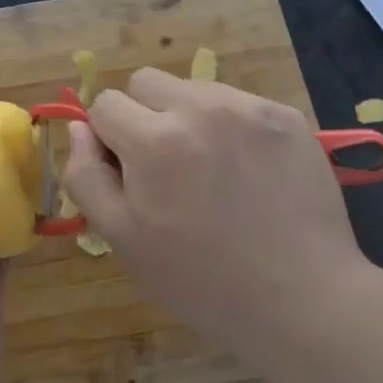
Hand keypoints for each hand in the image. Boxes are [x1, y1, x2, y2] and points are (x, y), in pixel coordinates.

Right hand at [62, 68, 364, 370]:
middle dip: (143, 116)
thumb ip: (86, 176)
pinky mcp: (285, 116)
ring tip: (211, 170)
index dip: (109, 138)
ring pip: (193, 89)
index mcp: (153, 140)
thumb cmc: (202, 281)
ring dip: (188, 117)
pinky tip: (248, 170)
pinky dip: (231, 126)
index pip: (106, 104)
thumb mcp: (123, 240)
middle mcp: (199, 108)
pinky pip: (238, 102)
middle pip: (146, 82)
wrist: (303, 300)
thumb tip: (79, 128)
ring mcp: (248, 107)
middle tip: (166, 166)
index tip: (129, 174)